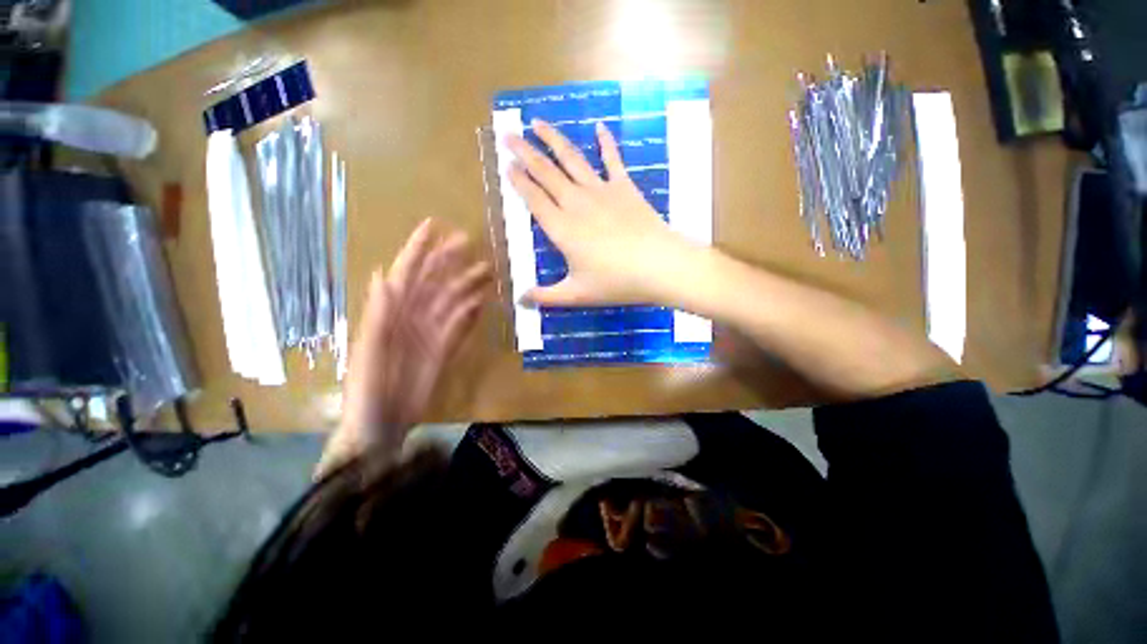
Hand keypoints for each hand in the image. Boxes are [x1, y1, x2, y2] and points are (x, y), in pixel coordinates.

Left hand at [319, 219, 489, 475]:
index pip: (405, 273)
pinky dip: (472, 312)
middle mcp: (411, 316)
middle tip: (470, 243)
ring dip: (467, 284)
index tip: (434, 226)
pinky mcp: (444, 348)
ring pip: (452, 300)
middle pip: (433, 282)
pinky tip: (484, 301)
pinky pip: (461, 325)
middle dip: (449, 260)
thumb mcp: (367, 352)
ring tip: (487, 270)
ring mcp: (430, 332)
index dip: (418, 249)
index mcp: (389, 313)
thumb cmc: (366, 391)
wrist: (381, 426)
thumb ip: (377, 315)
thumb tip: (383, 275)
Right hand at [507, 119, 698, 306]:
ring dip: (553, 139)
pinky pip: (612, 159)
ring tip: (537, 122)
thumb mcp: (576, 294)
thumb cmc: (615, 282)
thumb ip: (546, 296)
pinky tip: (599, 126)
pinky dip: (606, 142)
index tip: (506, 165)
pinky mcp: (624, 187)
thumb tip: (520, 300)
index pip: (533, 198)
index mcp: (561, 228)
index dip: (518, 181)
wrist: (658, 265)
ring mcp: (601, 191)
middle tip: (508, 135)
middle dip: (524, 152)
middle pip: (545, 173)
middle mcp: (576, 203)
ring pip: (571, 159)